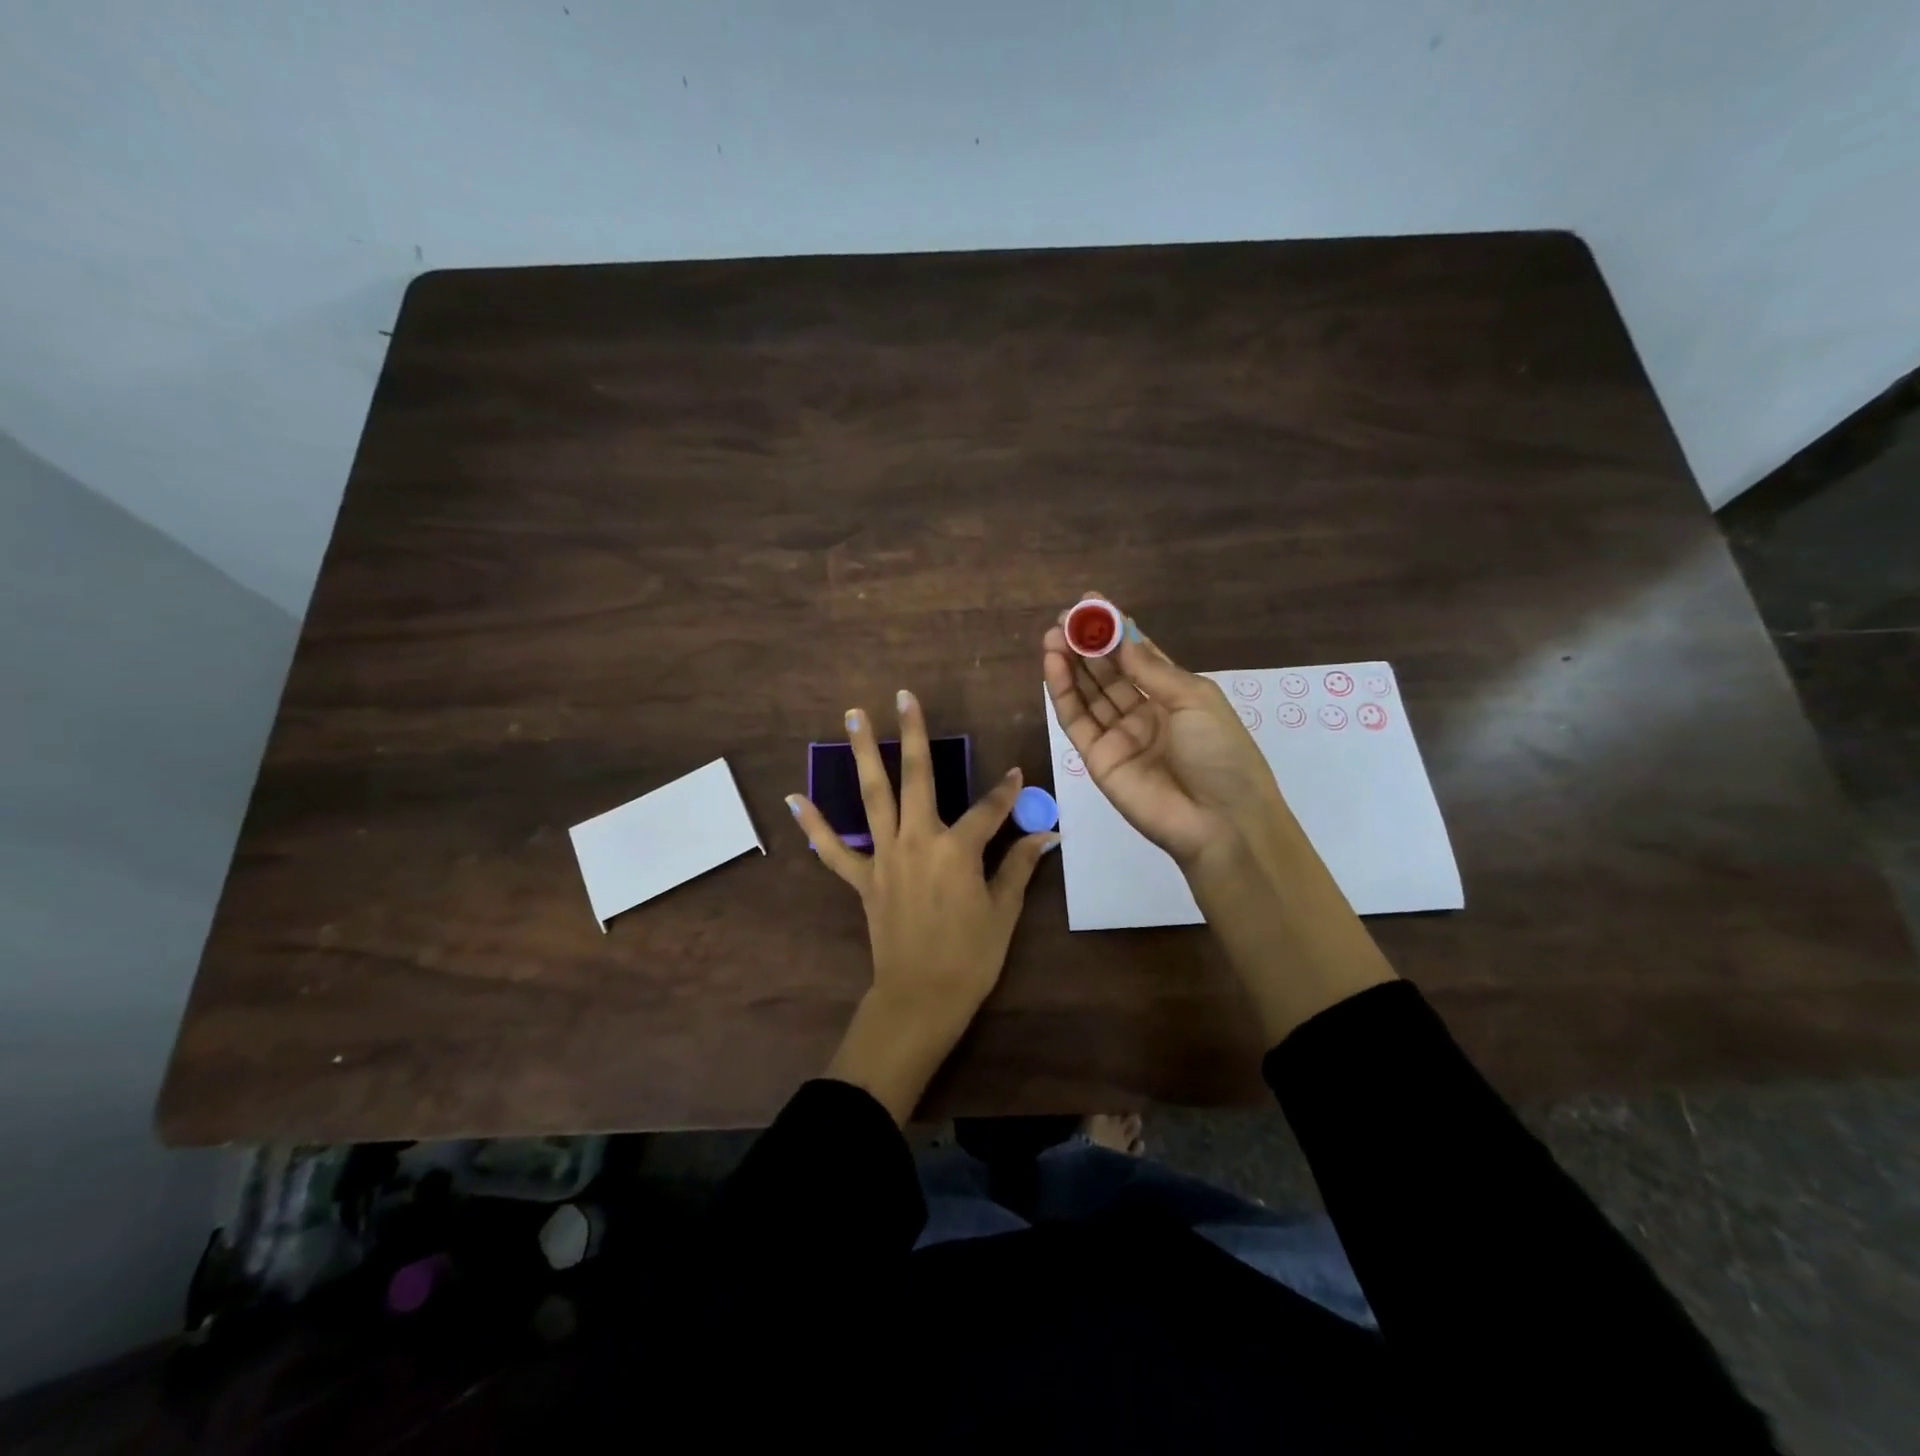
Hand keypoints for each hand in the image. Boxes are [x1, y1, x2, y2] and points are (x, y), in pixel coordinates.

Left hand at [786, 689, 1058, 1122]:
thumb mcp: (1004, 911)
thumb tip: (1045, 834)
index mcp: (957, 849)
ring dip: (862, 754)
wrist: (920, 998)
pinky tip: (795, 798)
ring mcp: (885, 857)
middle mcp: (917, 840)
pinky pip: (834, 849)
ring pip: (872, 796)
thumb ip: (1019, 865)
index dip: (1007, 791)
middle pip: (916, 777)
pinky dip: (814, 825)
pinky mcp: (863, 879)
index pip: (988, 809)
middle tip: (903, 696)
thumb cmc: (970, 957)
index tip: (1016, 774)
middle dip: (912, 734)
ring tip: (853, 716)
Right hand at [1044, 594, 1396, 1044]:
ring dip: (1070, 663)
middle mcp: (1145, 713)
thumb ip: (1151, 669)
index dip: (1116, 631)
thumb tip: (1121, 636)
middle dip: (1087, 644)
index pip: (1139, 657)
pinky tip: (1054, 664)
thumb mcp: (1194, 699)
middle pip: (1109, 673)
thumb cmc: (1221, 753)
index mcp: (1176, 697)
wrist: (1220, 822)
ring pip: (1089, 694)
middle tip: (1065, 617)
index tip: (1092, 603)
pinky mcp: (1097, 759)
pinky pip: (1076, 721)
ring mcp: (1119, 737)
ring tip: (1052, 635)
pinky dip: (1064, 692)